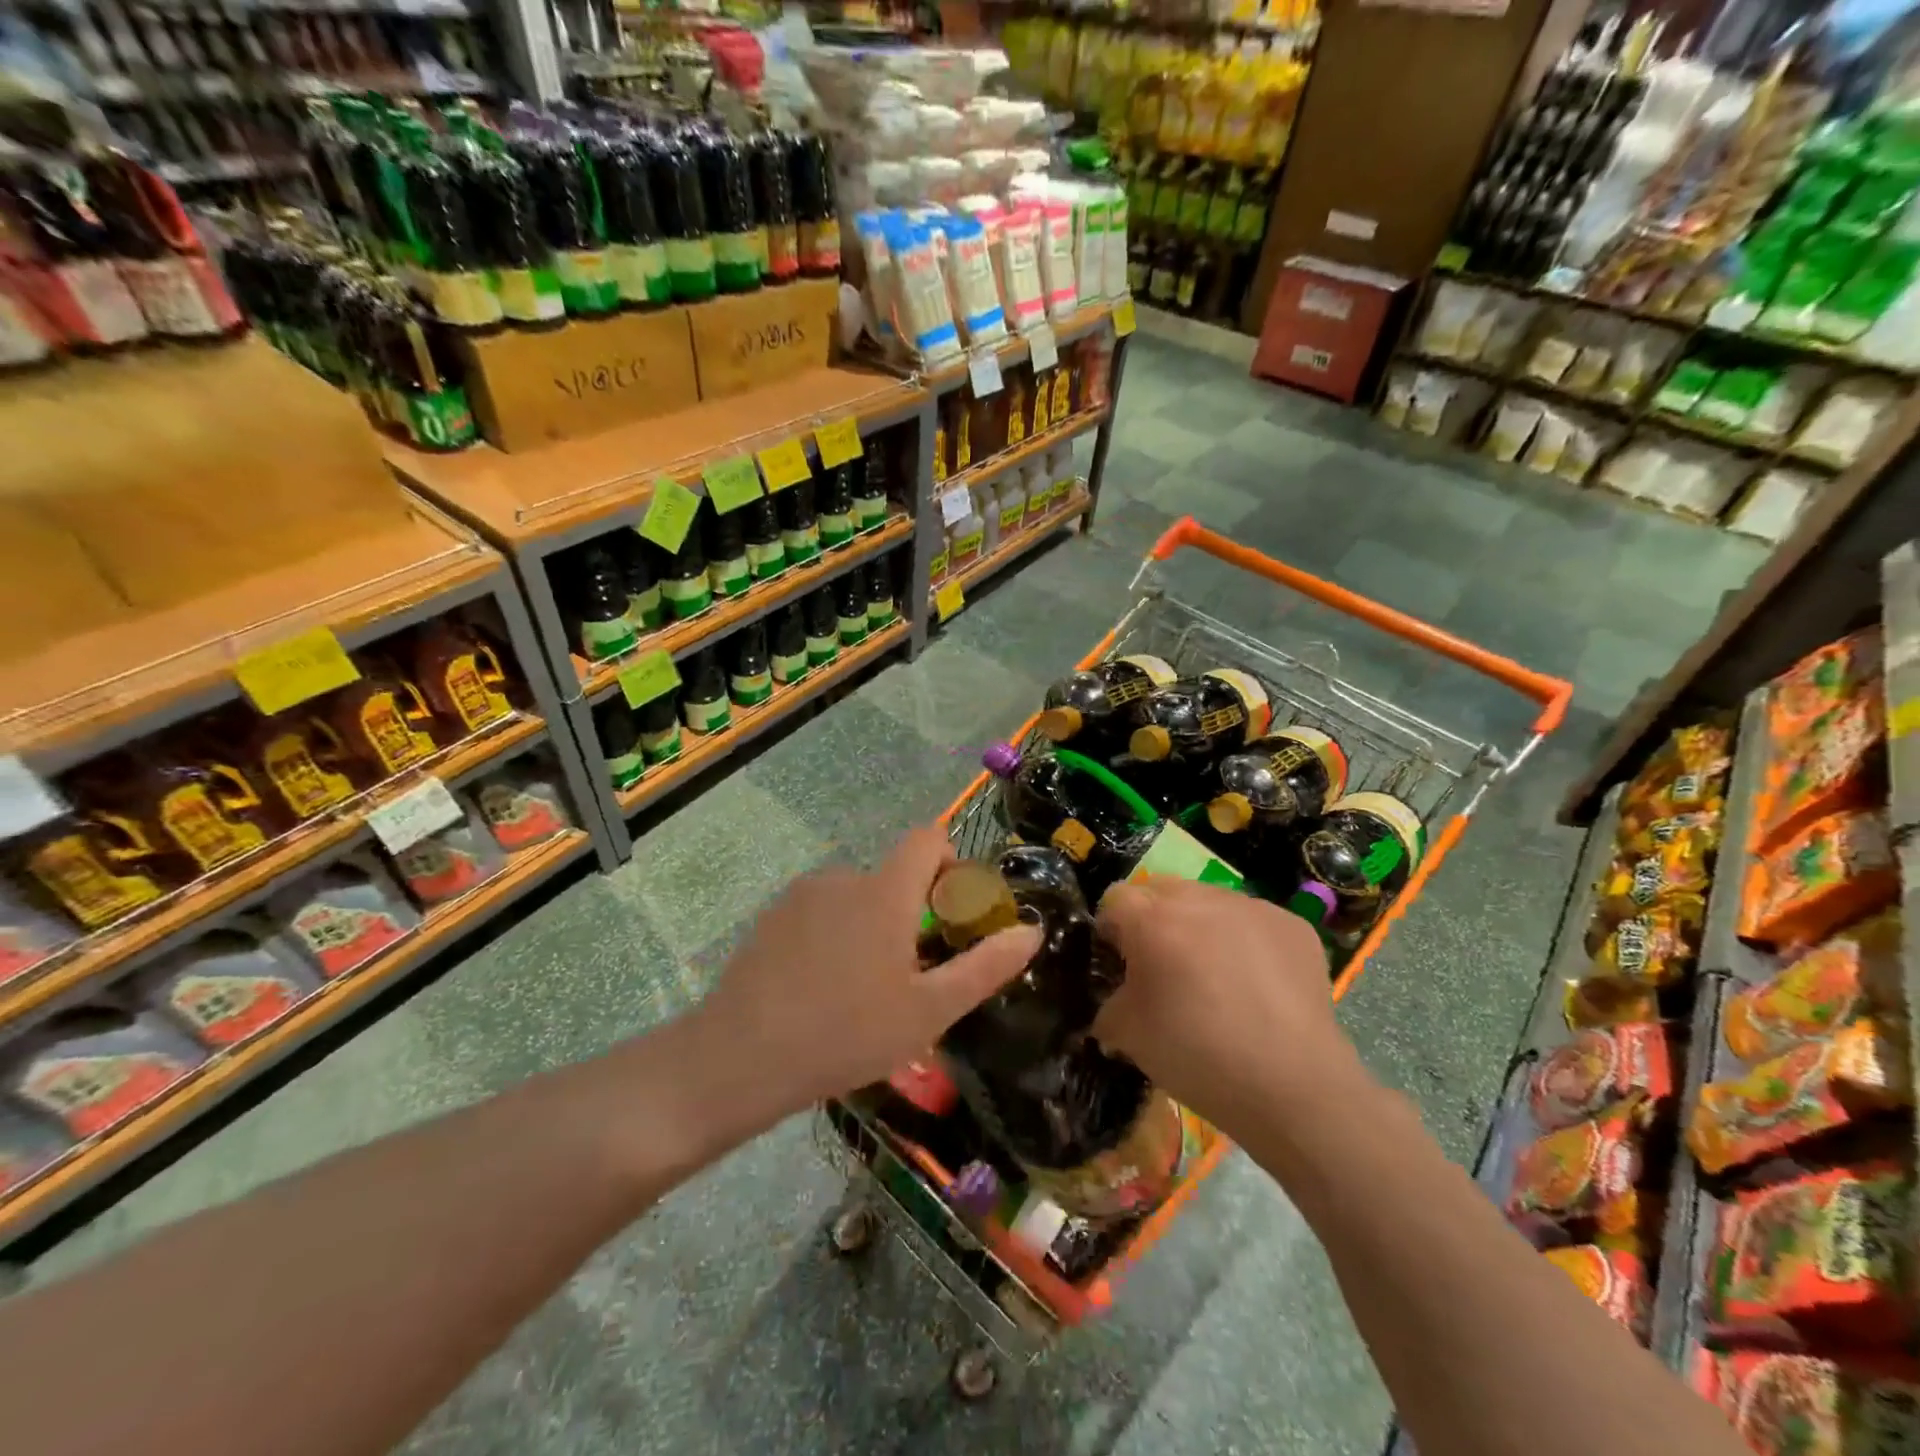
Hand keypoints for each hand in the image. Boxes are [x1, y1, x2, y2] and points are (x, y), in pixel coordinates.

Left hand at [688, 825, 1040, 1127]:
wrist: (739, 1058)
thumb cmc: (847, 1033)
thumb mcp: (929, 1011)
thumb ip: (984, 966)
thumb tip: (1032, 931)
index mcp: (885, 891)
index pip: (928, 838)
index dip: (950, 862)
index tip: (952, 912)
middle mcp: (844, 877)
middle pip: (894, 875)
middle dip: (912, 912)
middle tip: (910, 975)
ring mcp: (802, 895)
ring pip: (857, 897)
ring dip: (872, 927)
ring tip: (862, 991)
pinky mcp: (772, 917)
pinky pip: (822, 912)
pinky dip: (835, 935)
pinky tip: (821, 989)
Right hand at [1092, 878, 1370, 1133]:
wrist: (1294, 1088)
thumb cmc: (1198, 1057)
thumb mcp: (1127, 1036)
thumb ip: (1109, 1004)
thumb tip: (1117, 999)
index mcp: (1153, 921)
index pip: (1116, 899)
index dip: (1111, 929)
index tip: (1119, 962)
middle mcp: (1200, 900)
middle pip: (1162, 890)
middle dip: (1155, 920)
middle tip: (1164, 967)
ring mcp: (1252, 908)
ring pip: (1209, 902)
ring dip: (1201, 927)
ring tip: (1216, 977)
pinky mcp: (1292, 926)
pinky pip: (1253, 921)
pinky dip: (1246, 943)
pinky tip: (1257, 986)